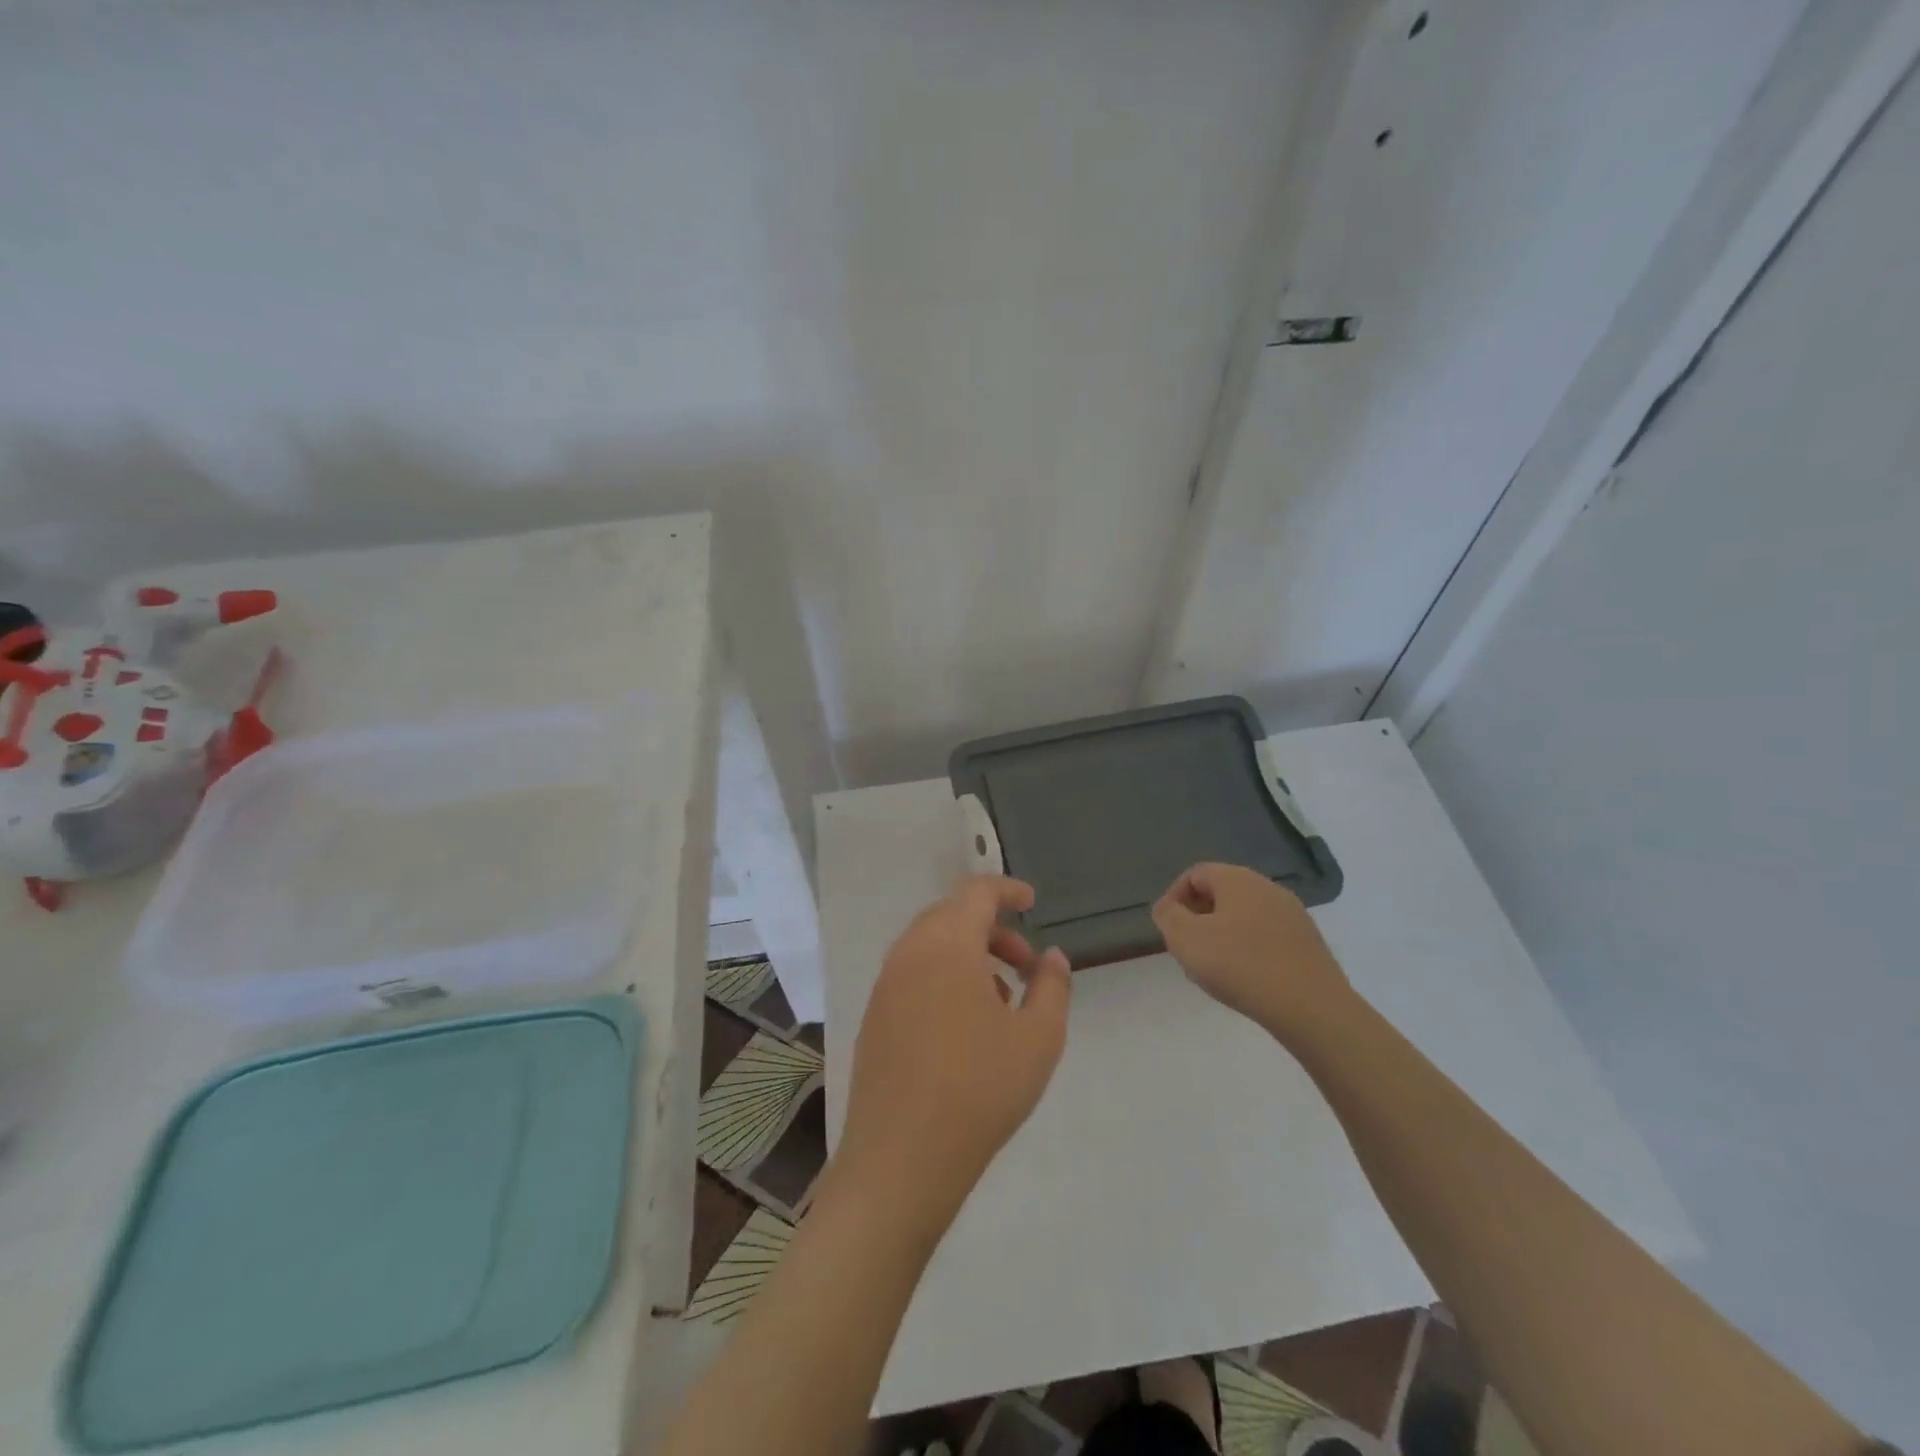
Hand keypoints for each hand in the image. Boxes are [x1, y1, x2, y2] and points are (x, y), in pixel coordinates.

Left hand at [837, 876, 1071, 1230]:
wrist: (901, 1159)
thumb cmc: (979, 1089)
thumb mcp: (1038, 1038)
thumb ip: (1052, 987)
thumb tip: (1051, 957)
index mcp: (946, 943)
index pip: (976, 892)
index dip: (1007, 890)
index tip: (1032, 903)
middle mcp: (908, 952)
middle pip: (951, 915)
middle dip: (991, 928)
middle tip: (1025, 963)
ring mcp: (885, 985)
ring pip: (930, 946)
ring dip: (968, 955)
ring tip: (1002, 999)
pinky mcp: (873, 1017)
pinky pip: (913, 975)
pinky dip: (943, 978)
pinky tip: (966, 1026)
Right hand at [1151, 862, 1351, 1042]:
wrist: (1311, 1007)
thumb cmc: (1240, 965)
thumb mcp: (1186, 939)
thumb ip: (1168, 916)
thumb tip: (1167, 907)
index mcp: (1237, 879)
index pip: (1196, 874)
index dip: (1175, 896)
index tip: (1167, 927)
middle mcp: (1267, 887)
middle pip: (1222, 893)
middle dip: (1198, 917)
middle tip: (1187, 949)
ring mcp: (1293, 914)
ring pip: (1244, 916)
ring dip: (1223, 935)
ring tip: (1214, 968)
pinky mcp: (1308, 942)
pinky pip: (1267, 936)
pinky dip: (1249, 949)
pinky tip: (1245, 979)